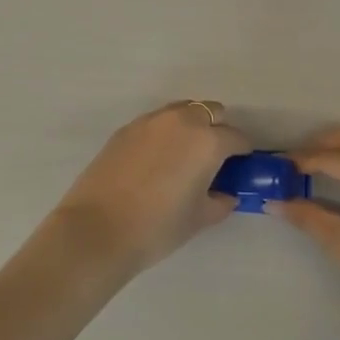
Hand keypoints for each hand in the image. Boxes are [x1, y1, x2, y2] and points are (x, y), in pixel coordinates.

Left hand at [52, 101, 244, 276]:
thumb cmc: (158, 227)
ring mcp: (151, 120)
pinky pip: (156, 121)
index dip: (242, 153)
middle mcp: (183, 120)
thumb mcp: (199, 219)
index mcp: (208, 141)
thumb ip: (220, 202)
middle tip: (212, 159)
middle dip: (218, 130)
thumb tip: (227, 195)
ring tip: (183, 155)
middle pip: (211, 112)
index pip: (237, 138)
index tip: (239, 167)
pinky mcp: (127, 127)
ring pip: (182, 110)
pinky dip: (164, 132)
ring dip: (191, 125)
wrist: (98, 229)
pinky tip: (155, 160)